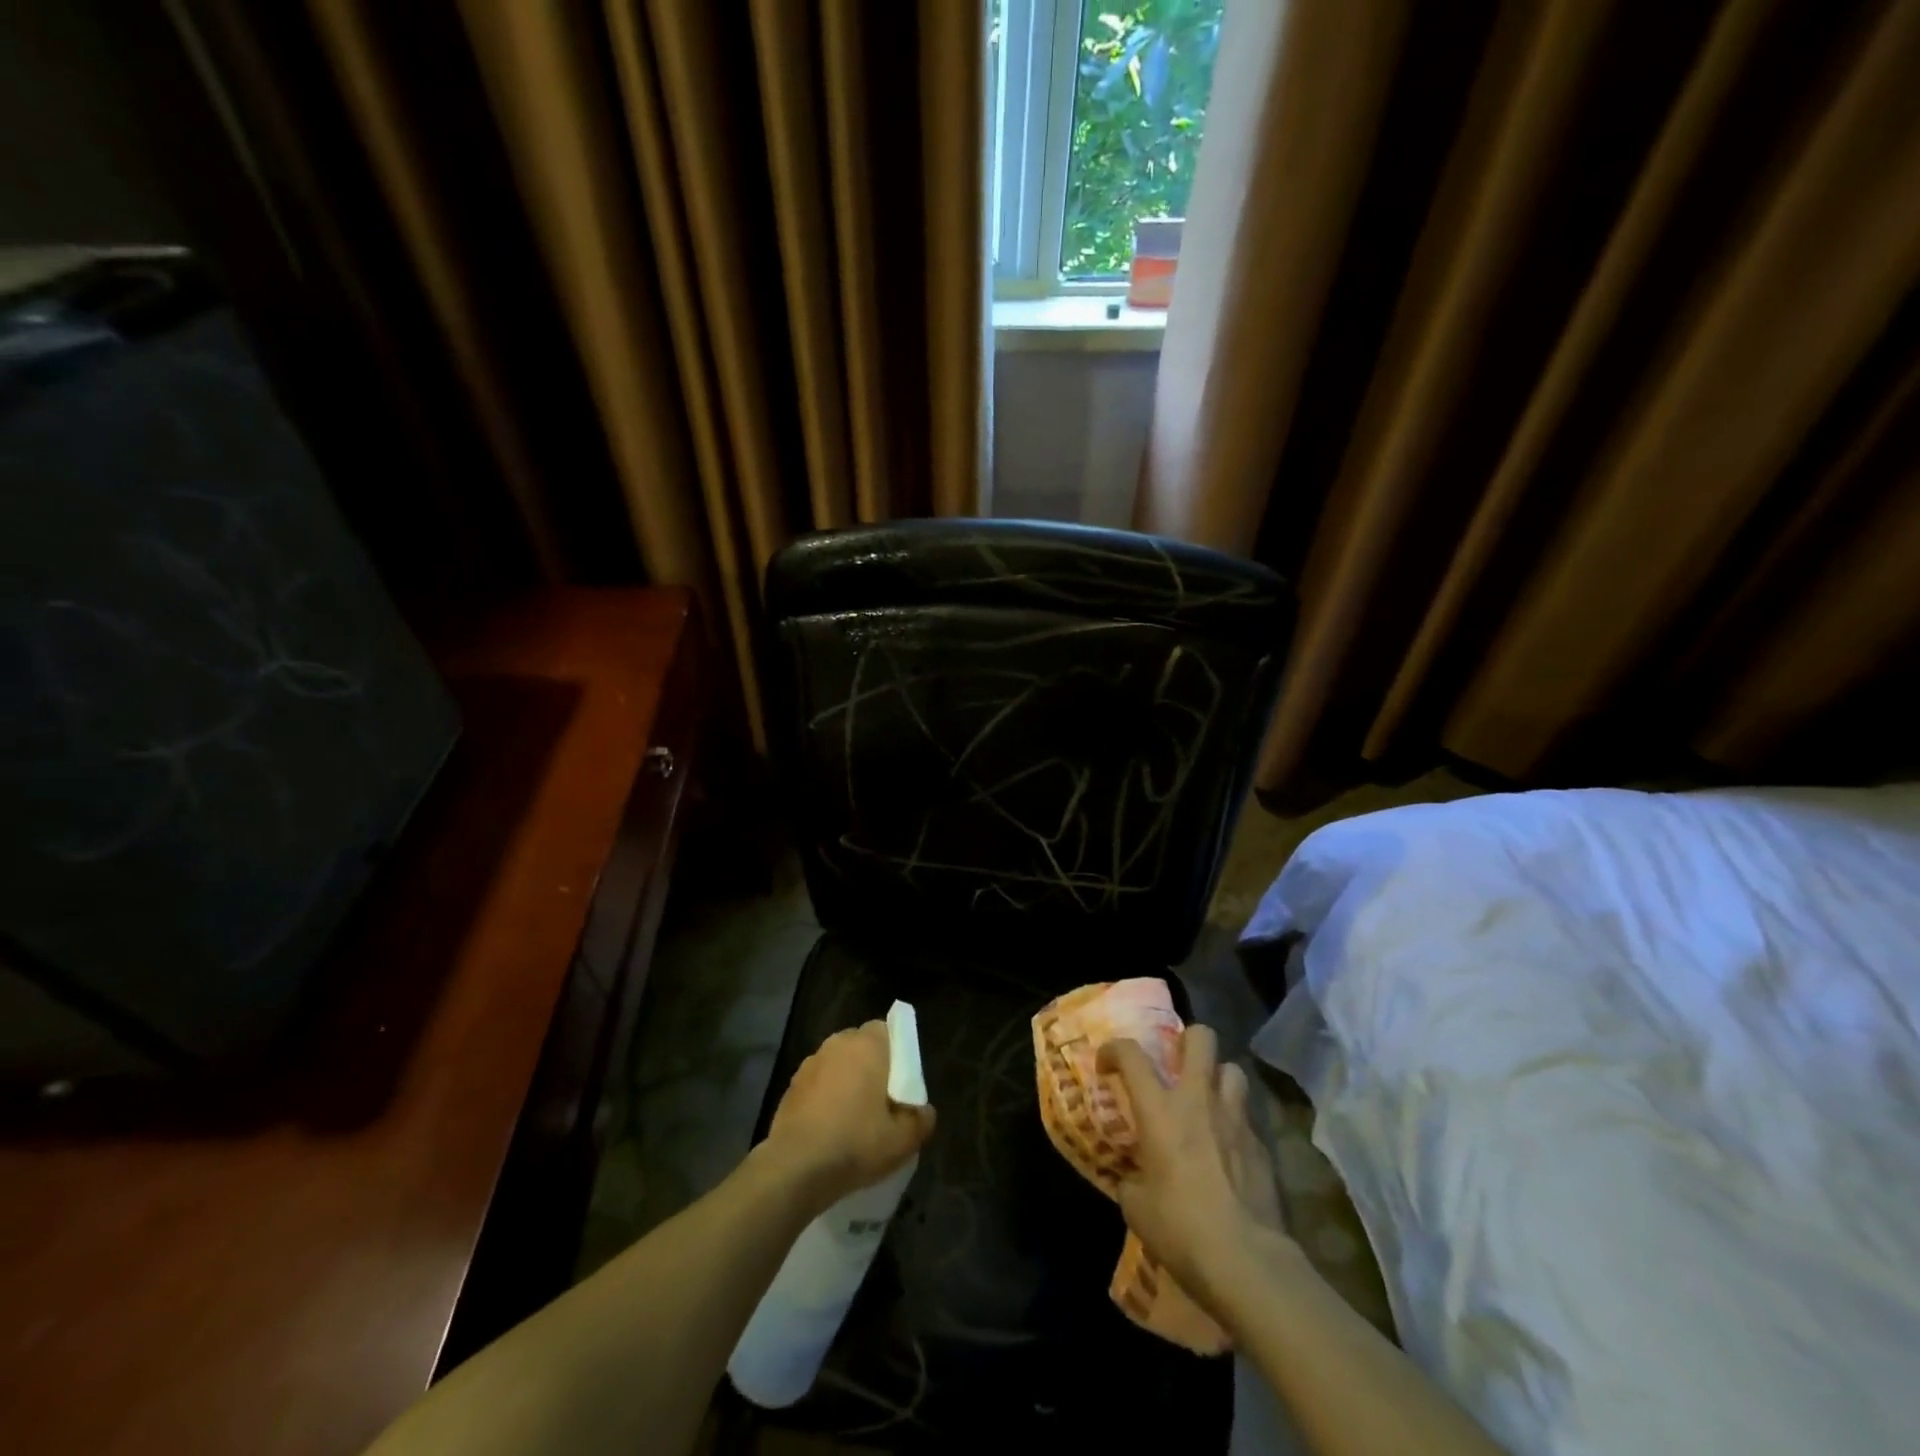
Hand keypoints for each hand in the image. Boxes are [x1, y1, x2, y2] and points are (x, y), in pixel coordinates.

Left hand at [761, 1021, 935, 1212]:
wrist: (795, 1168)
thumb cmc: (855, 1143)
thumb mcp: (903, 1141)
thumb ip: (921, 1120)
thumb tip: (924, 1110)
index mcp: (867, 1045)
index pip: (887, 1030)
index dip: (896, 1053)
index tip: (900, 1081)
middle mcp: (837, 1044)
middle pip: (861, 1045)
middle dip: (872, 1065)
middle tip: (882, 1099)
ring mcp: (810, 1063)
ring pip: (838, 1064)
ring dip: (846, 1080)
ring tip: (854, 1116)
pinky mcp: (791, 1085)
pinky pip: (818, 1083)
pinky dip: (826, 1096)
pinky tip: (830, 1126)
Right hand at [1097, 1025, 1288, 1312]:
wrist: (1247, 1262)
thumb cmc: (1181, 1229)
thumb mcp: (1136, 1207)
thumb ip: (1130, 1178)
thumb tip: (1134, 1176)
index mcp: (1160, 1109)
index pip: (1131, 1053)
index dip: (1114, 1050)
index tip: (1107, 1066)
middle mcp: (1198, 1100)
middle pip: (1201, 1037)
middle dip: (1186, 1040)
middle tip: (1174, 1064)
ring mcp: (1236, 1119)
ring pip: (1232, 1069)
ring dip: (1216, 1078)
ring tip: (1206, 1101)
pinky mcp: (1262, 1145)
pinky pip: (1246, 1117)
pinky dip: (1233, 1123)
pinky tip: (1227, 1150)